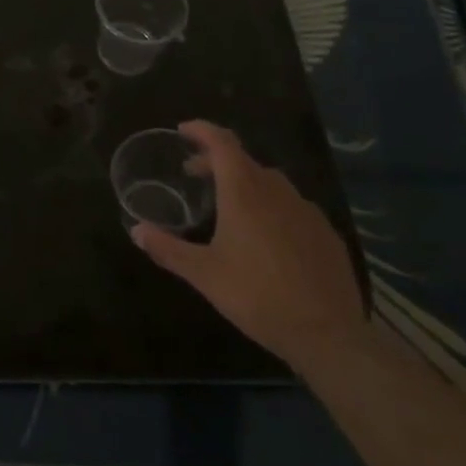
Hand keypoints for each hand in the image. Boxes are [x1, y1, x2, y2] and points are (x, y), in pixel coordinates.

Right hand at [131, 120, 365, 368]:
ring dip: (246, 183)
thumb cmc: (258, 296)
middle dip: (217, 161)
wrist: (329, 335)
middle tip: (195, 175)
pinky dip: (272, 206)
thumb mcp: (204, 275)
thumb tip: (136, 230)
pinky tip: (267, 235)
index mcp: (244, 192)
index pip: (222, 143)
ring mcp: (306, 211)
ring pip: (271, 183)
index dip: (202, 130)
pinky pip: (293, 207)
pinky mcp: (327, 234)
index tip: (183, 130)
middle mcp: (276, 192)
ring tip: (229, 205)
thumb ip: (168, 249)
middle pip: (244, 161)